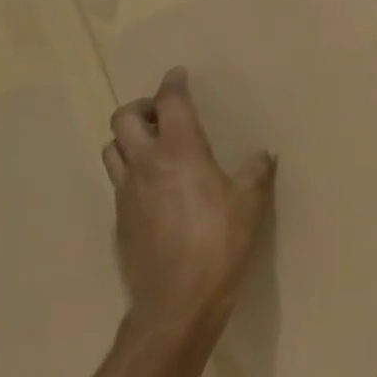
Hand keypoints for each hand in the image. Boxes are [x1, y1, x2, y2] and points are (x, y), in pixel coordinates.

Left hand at [102, 67, 276, 337]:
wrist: (177, 302)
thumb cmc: (219, 243)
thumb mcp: (250, 203)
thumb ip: (256, 172)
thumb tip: (264, 154)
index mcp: (180, 150)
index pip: (170, 102)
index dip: (173, 83)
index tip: (178, 74)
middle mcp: (146, 163)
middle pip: (124, 119)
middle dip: (142, 106)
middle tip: (163, 112)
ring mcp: (126, 193)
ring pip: (112, 149)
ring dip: (129, 137)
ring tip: (152, 144)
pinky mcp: (119, 220)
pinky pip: (117, 180)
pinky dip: (130, 169)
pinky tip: (152, 186)